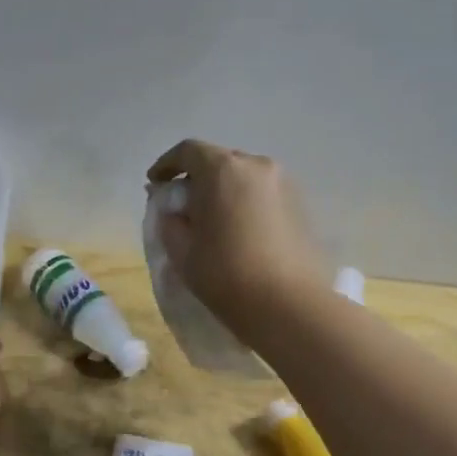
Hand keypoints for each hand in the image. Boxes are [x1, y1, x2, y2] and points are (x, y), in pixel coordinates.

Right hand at [147, 139, 327, 334]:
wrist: (288, 305)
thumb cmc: (225, 274)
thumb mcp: (182, 249)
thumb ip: (169, 219)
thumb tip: (172, 207)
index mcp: (223, 169)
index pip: (188, 151)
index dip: (167, 165)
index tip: (155, 185)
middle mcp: (256, 165)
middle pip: (219, 160)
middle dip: (197, 177)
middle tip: (182, 205)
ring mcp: (284, 183)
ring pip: (243, 177)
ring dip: (223, 190)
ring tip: (212, 219)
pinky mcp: (301, 204)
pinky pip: (263, 193)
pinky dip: (245, 202)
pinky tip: (238, 229)